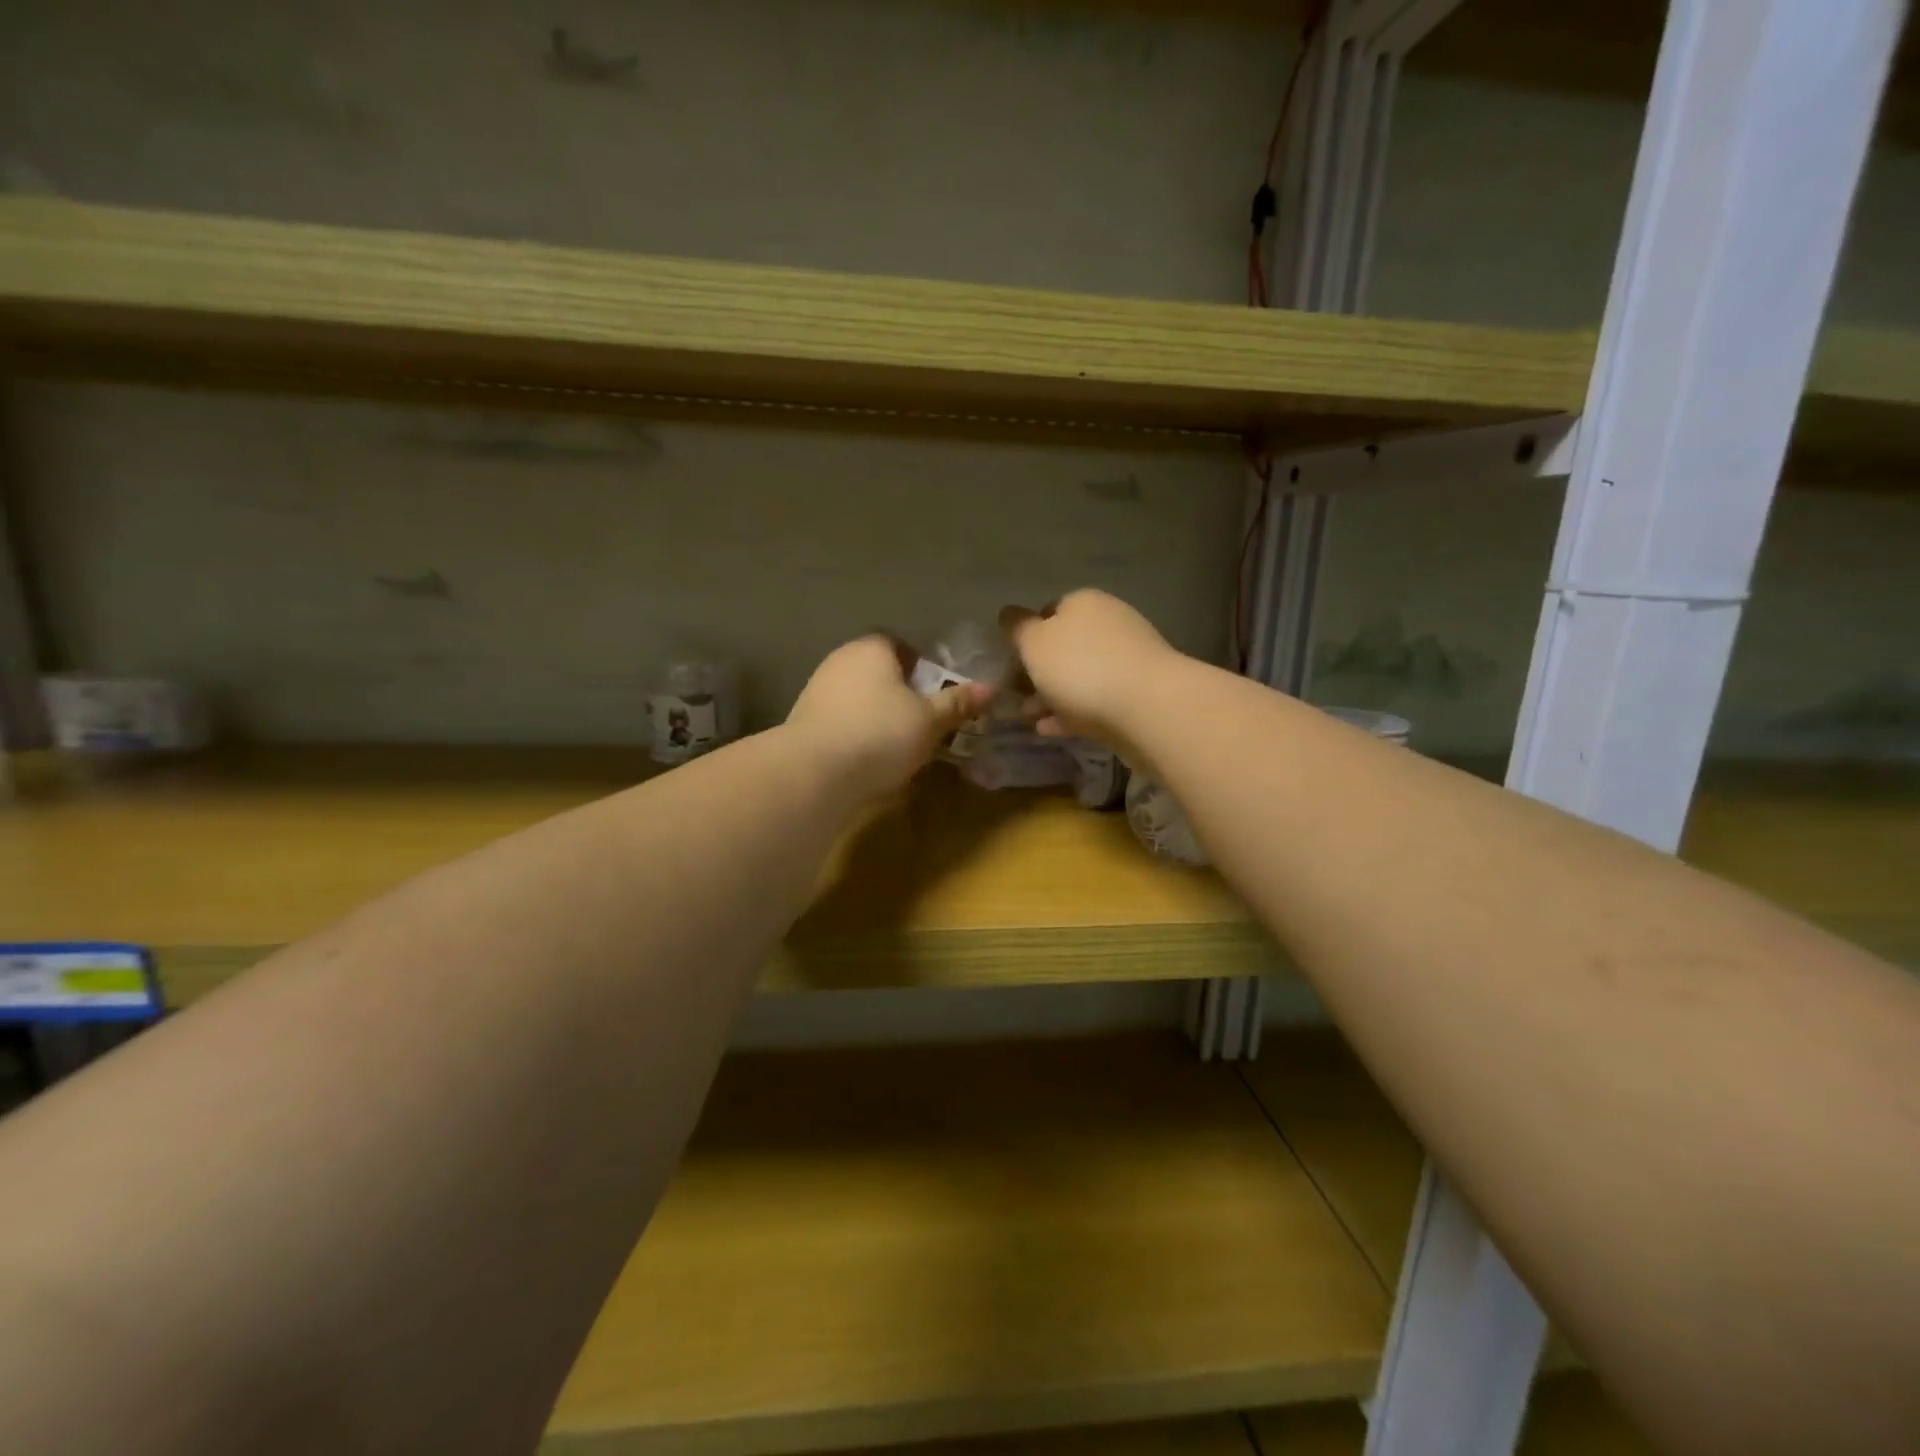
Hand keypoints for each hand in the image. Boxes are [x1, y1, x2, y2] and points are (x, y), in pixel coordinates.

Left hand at [786, 635, 991, 798]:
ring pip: (858, 697)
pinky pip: (840, 720)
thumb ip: (957, 703)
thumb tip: (990, 688)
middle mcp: (840, 659)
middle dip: (900, 693)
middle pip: (878, 671)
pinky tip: (867, 758)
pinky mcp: (803, 721)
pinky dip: (856, 733)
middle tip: (924, 721)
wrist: (815, 772)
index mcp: (872, 648)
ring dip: (877, 714)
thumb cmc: (881, 734)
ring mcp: (816, 689)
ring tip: (898, 745)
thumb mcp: (930, 720)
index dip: (921, 667)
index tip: (936, 694)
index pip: (900, 645)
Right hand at [999, 590, 1181, 752]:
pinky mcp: (1137, 694)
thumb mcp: (1034, 643)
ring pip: (1079, 676)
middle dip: (1038, 671)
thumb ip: (1017, 628)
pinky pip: (1095, 701)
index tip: (1009, 663)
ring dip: (1052, 696)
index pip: (1047, 612)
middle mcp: (1108, 623)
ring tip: (1029, 719)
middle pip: (1064, 646)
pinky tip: (1050, 730)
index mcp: (1083, 602)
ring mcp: (1127, 659)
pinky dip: (1071, 713)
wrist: (1147, 708)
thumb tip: (1008, 614)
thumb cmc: (1080, 667)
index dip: (1025, 637)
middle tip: (1015, 696)